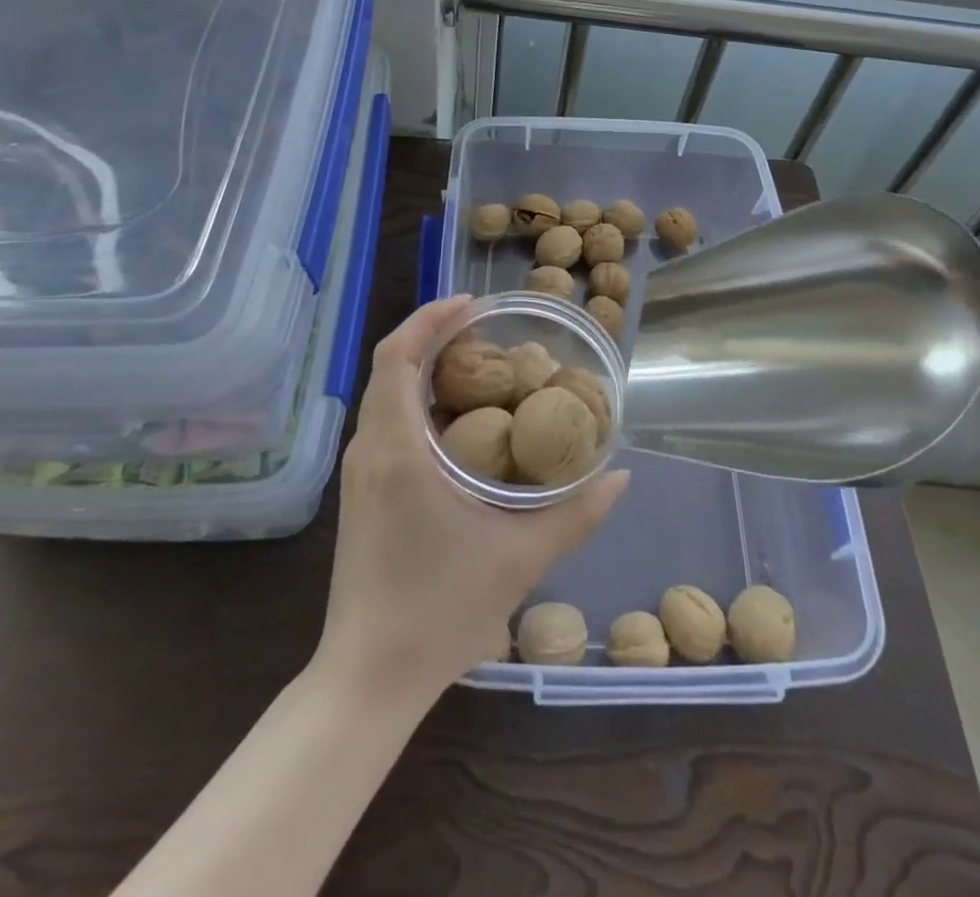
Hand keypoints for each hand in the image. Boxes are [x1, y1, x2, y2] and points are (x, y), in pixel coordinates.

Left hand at [313, 297, 627, 702]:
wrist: (368, 676)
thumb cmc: (440, 612)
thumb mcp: (521, 558)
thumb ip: (577, 514)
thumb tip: (621, 475)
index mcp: (397, 450)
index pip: (397, 357)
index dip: (429, 318)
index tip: (472, 304)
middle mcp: (369, 449)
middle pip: (391, 367)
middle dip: (433, 336)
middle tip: (486, 329)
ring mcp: (359, 472)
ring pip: (385, 394)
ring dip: (424, 368)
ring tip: (477, 365)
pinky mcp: (360, 492)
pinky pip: (384, 422)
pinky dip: (416, 401)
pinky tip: (457, 420)